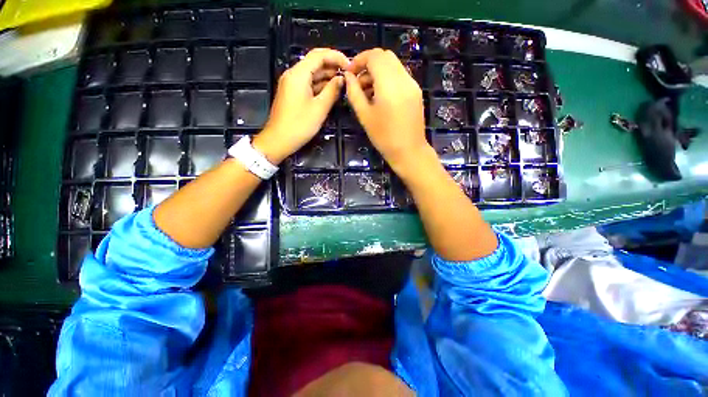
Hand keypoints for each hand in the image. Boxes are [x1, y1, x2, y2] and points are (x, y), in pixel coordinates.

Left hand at [253, 48, 348, 163]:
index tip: (350, 65)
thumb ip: (332, 91)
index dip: (336, 56)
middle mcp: (293, 74)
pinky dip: (320, 85)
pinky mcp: (293, 93)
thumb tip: (342, 79)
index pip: (319, 55)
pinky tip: (332, 91)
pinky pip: (308, 83)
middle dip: (333, 66)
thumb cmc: (299, 125)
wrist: (279, 140)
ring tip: (344, 83)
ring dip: (328, 76)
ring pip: (312, 73)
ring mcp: (292, 84)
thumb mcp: (320, 108)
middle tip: (349, 75)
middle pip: (315, 62)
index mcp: (298, 74)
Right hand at [344, 49, 428, 171]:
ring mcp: (412, 84)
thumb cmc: (384, 137)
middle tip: (358, 82)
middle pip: (385, 56)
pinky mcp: (416, 91)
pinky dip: (388, 78)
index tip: (350, 73)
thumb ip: (354, 93)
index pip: (374, 56)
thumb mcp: (364, 116)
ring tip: (367, 91)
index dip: (359, 60)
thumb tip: (348, 77)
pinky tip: (380, 96)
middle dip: (368, 64)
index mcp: (389, 84)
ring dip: (378, 71)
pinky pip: (400, 76)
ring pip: (393, 65)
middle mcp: (403, 78)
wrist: (409, 151)